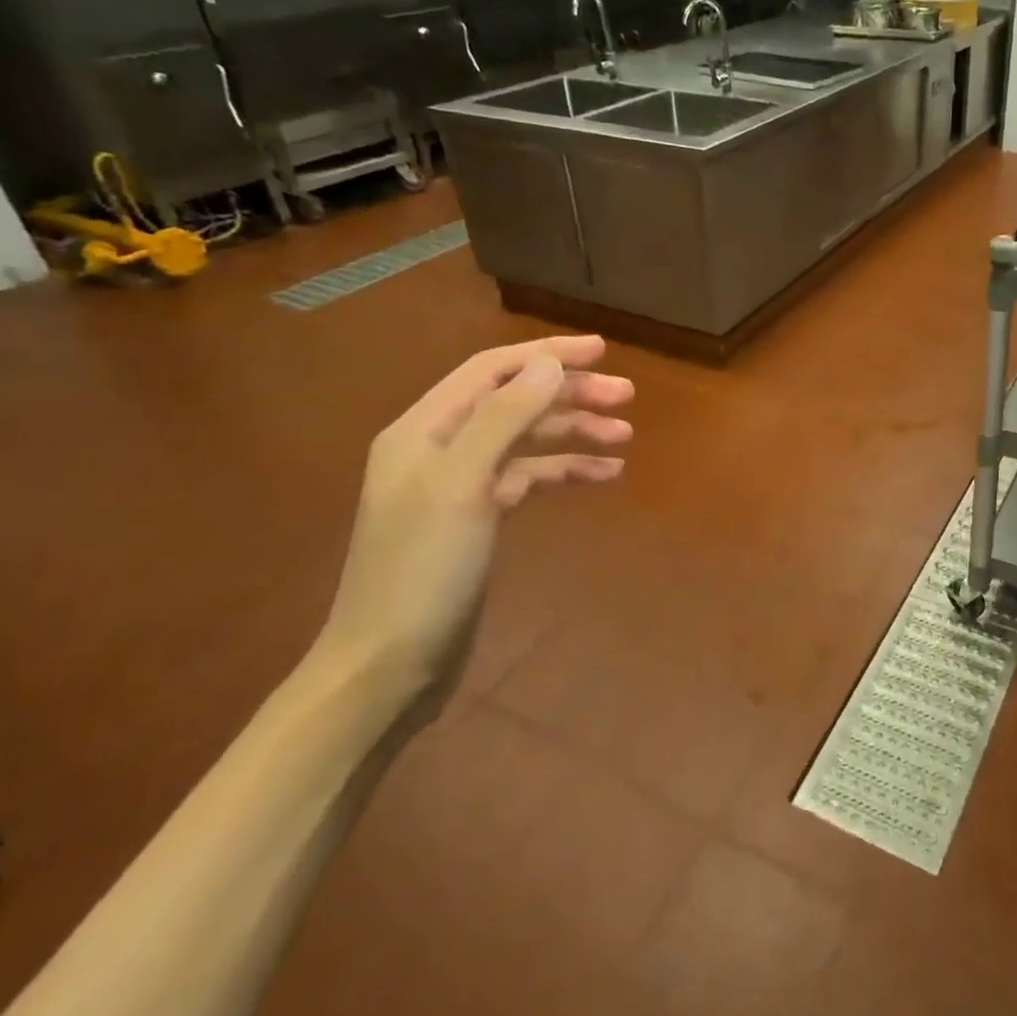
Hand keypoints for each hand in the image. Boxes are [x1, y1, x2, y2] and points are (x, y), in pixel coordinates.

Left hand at [317, 336, 632, 707]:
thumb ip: (504, 417)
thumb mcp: (463, 485)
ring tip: (625, 434)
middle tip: (627, 396)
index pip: (492, 370)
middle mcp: (441, 448)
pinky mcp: (479, 519)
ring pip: (527, 440)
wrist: (389, 665)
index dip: (547, 354)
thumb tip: (549, 363)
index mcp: (425, 429)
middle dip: (570, 394)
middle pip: (515, 402)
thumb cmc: (422, 570)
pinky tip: (605, 476)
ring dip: (574, 432)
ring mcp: (460, 485)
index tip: (603, 351)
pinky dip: (565, 472)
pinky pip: (530, 478)